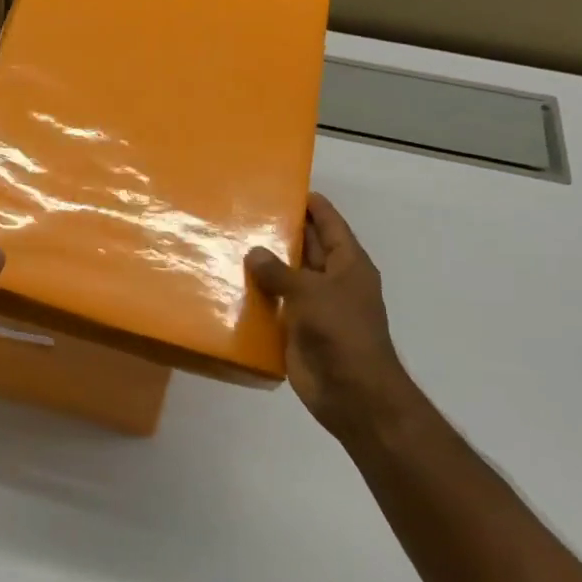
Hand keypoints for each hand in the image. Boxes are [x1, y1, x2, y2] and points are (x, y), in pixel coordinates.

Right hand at [245, 193, 417, 443]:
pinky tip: (230, 285)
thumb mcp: (310, 292)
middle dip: (283, 233)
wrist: (351, 392)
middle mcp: (332, 282)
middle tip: (249, 212)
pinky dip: (257, 297)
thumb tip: (254, 252)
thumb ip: (279, 272)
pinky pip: (274, 306)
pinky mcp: (296, 330)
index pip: (331, 225)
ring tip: (231, 243)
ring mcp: (315, 307)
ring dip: (265, 266)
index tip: (289, 188)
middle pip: (308, 249)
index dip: (314, 207)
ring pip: (287, 278)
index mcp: (348, 265)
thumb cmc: (341, 332)